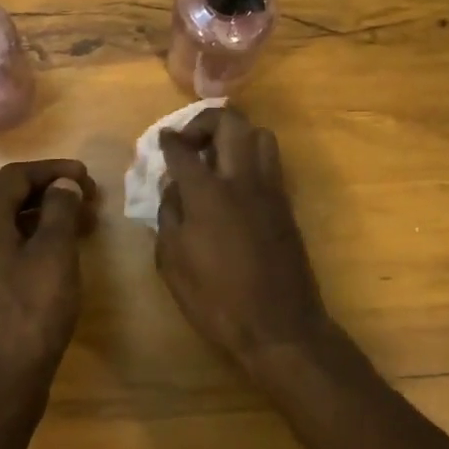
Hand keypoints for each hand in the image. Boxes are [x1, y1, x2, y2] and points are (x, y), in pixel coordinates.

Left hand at [0, 160, 96, 410]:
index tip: (88, 178)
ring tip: (84, 226)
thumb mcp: (54, 255)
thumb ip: (60, 211)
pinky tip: (60, 255)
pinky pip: (4, 248)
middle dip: (52, 193)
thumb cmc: (30, 313)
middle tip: (91, 201)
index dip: (54, 170)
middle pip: (9, 197)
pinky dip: (33, 241)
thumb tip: (63, 184)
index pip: (15, 175)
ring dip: (45, 218)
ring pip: (8, 224)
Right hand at [156, 108, 338, 372]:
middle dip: (204, 121)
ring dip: (234, 135)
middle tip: (190, 142)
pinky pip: (270, 161)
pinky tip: (235, 182)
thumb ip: (169, 215)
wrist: (279, 326)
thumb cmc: (217, 301)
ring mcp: (270, 188)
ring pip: (258, 134)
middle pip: (229, 122)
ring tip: (216, 157)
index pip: (183, 150)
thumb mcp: (173, 263)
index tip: (163, 139)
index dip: (169, 140)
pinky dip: (251, 157)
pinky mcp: (286, 203)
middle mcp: (242, 179)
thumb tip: (173, 187)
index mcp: (208, 193)